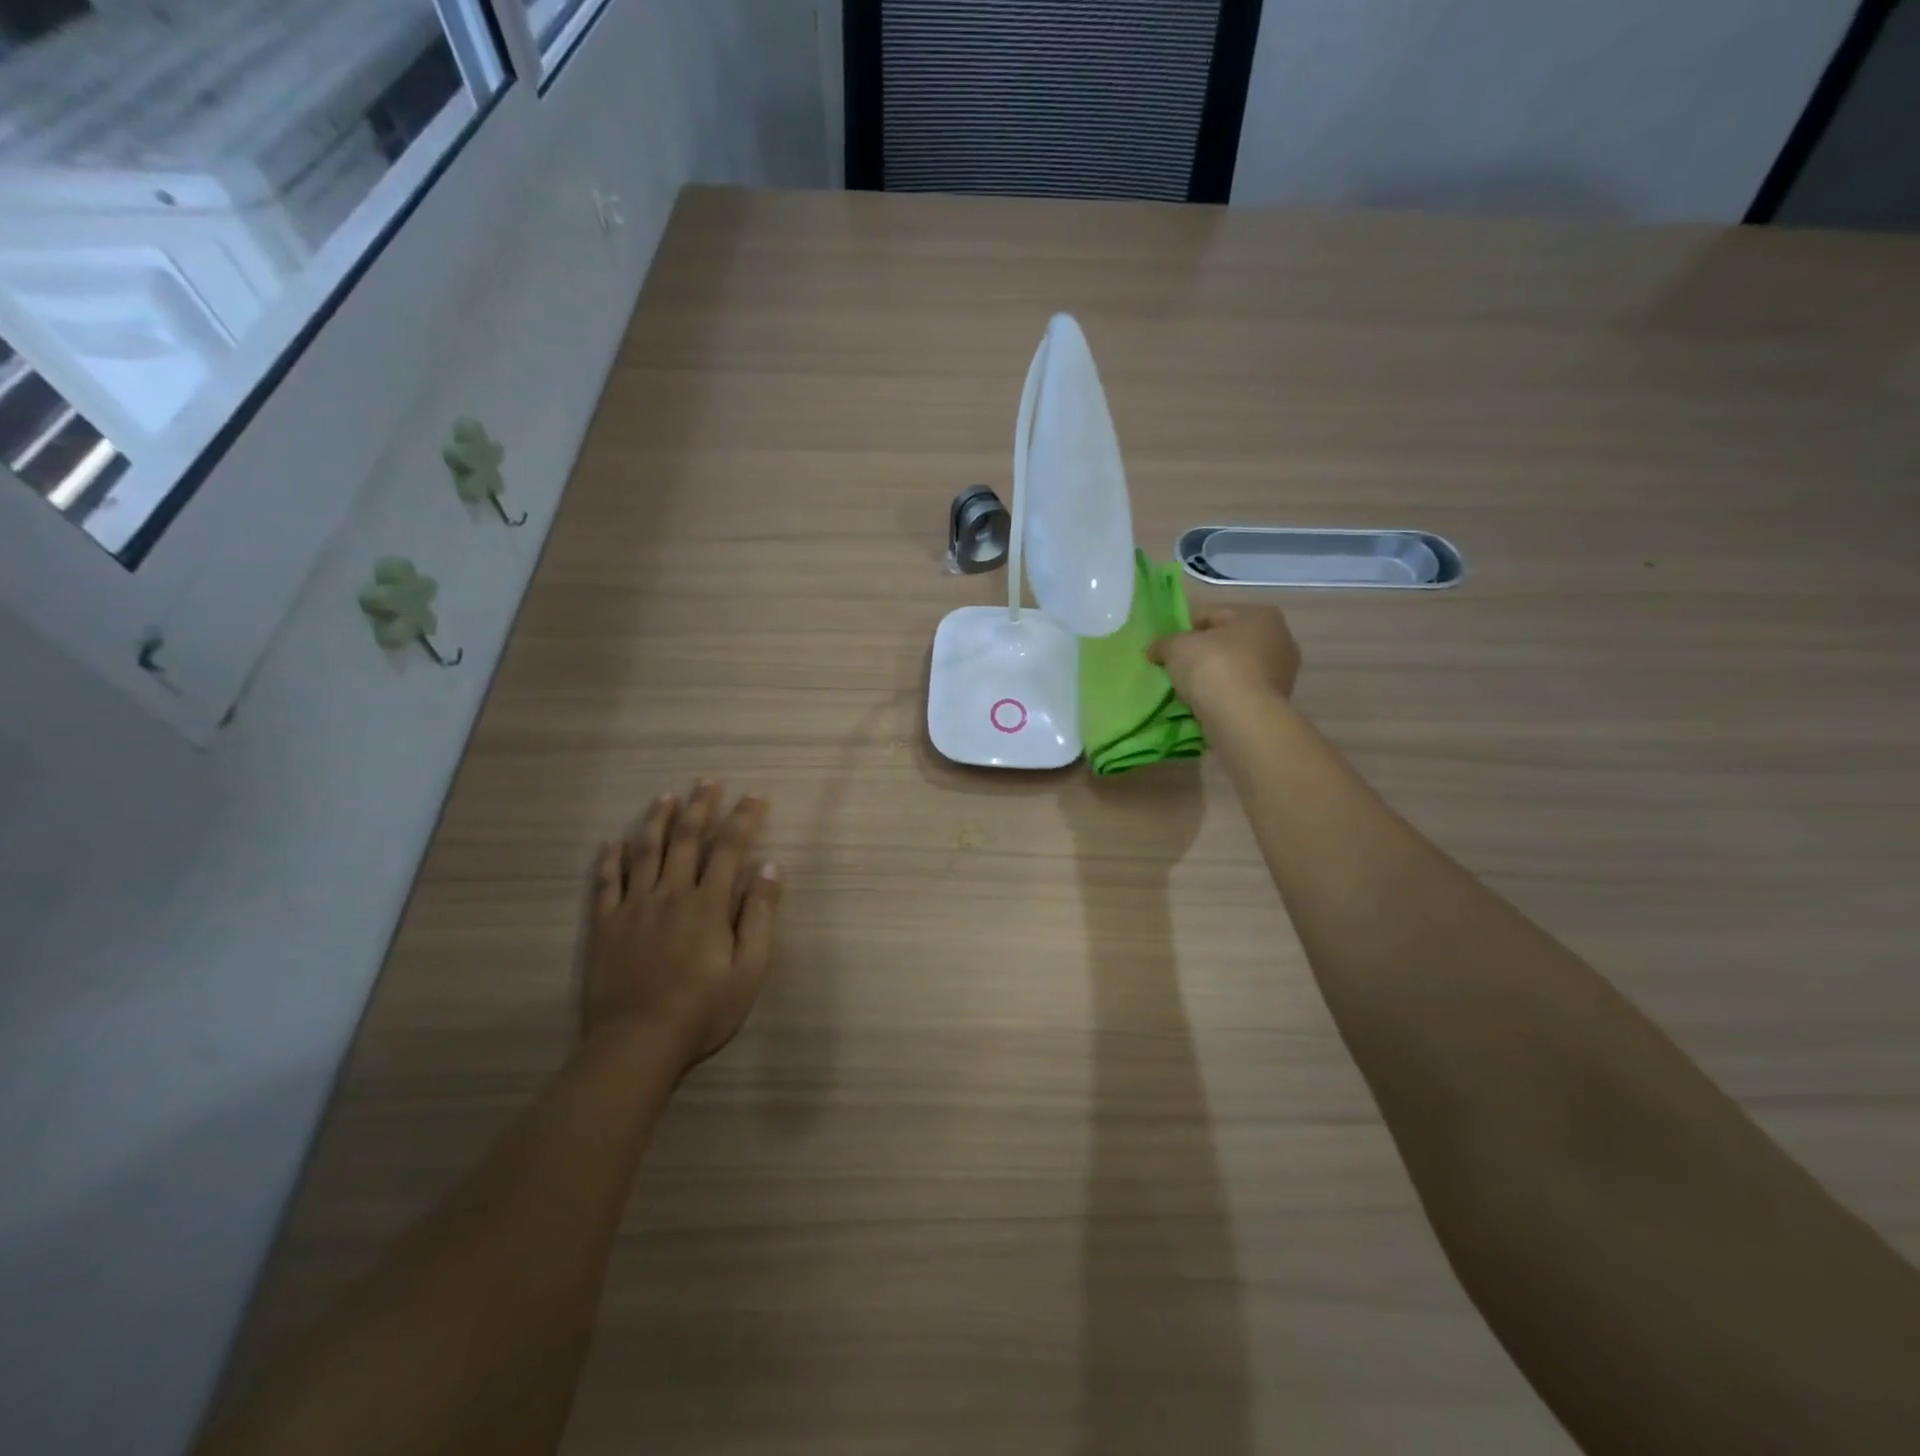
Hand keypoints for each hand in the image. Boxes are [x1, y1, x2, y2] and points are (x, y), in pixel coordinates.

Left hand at [585, 781, 782, 1069]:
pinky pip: (605, 882)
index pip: (729, 848)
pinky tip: (614, 842)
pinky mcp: (605, 925)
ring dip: (657, 820)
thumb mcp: (749, 969)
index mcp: (707, 904)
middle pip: (685, 839)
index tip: (754, 796)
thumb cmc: (702, 1010)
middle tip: (708, 781)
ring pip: (644, 851)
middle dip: (699, 806)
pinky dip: (610, 858)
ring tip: (666, 796)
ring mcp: (633, 907)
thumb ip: (759, 915)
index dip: (743, 819)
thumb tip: (770, 867)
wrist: (637, 1042)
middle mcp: (670, 894)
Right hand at [1149, 606, 1300, 715]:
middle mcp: (1280, 639)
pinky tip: (1203, 706)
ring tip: (1186, 691)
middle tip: (1174, 668)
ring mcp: (1282, 674)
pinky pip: (1239, 693)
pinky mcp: (1276, 703)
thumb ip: (1164, 642)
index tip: (1165, 646)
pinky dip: (1222, 697)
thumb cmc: (1213, 668)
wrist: (1241, 720)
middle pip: (1226, 642)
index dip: (1183, 628)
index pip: (1211, 614)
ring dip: (1211, 677)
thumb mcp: (1177, 646)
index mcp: (1259, 615)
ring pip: (1234, 669)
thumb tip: (1157, 650)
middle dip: (1200, 653)